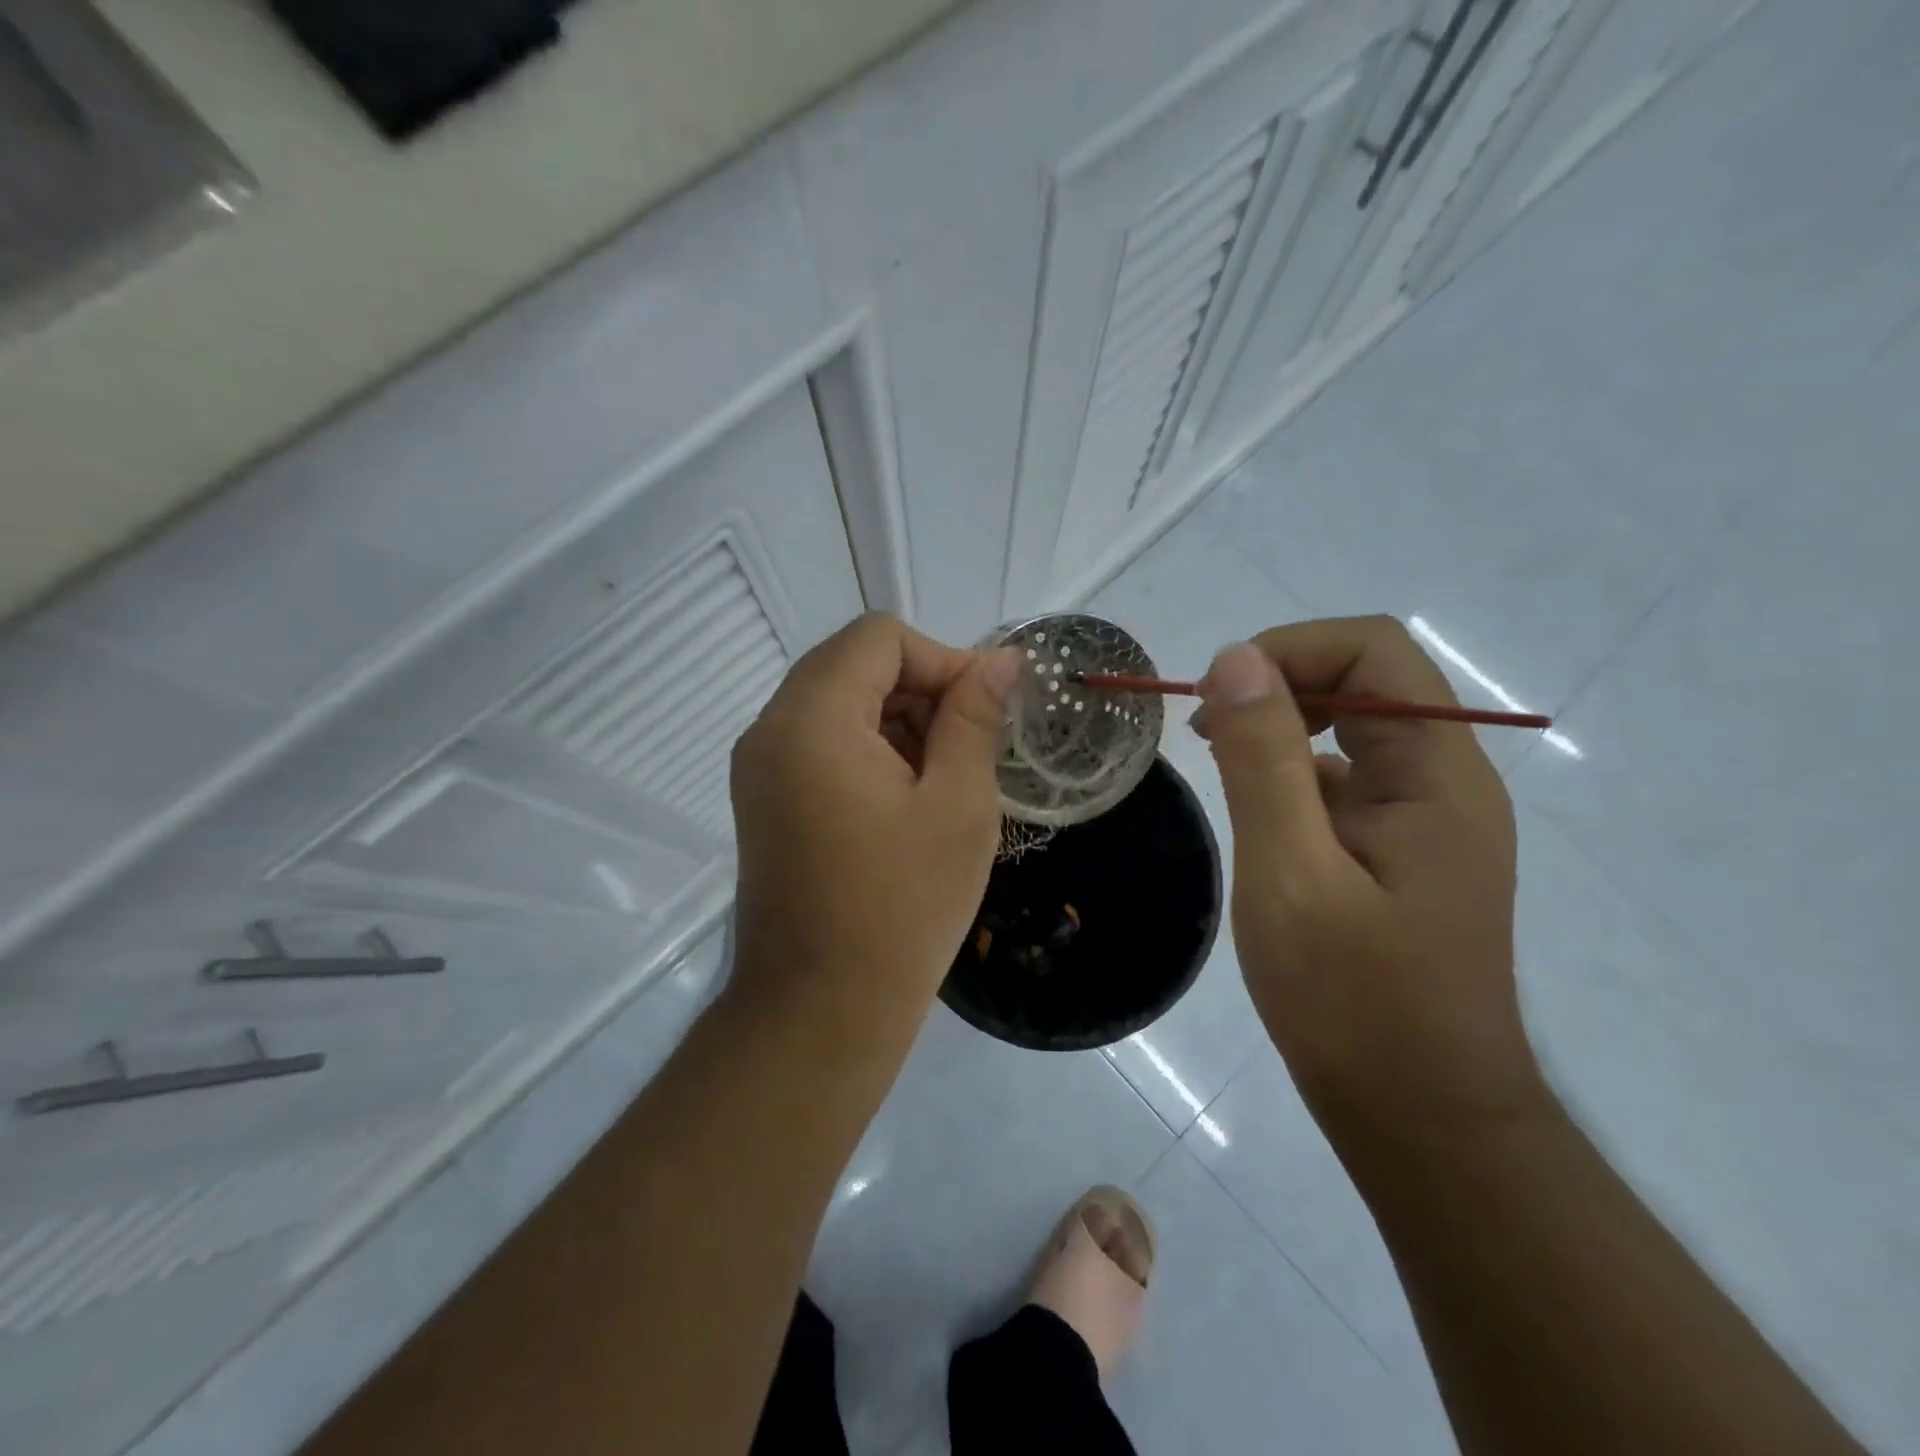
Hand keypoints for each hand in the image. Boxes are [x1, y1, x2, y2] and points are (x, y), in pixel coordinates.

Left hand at [728, 613, 1020, 1032]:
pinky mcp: (764, 800)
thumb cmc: (901, 907)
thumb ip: (975, 718)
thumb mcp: (958, 805)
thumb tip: (1000, 661)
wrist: (820, 1012)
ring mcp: (759, 767)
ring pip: (837, 703)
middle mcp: (770, 729)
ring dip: (897, 722)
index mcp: (812, 719)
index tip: (983, 712)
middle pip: (853, 664)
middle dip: (921, 691)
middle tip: (969, 750)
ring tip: (942, 783)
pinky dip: (868, 750)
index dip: (942, 659)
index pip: (879, 638)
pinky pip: (820, 743)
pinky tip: (905, 803)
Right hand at [1191, 617, 1547, 1142]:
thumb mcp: (1289, 872)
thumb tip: (1237, 657)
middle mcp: (1446, 780)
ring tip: (1218, 756)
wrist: (1419, 1116)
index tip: (1219, 698)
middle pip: (1368, 679)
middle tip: (1208, 728)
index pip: (1375, 649)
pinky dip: (1293, 770)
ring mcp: (1427, 817)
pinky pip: (1347, 778)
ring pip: (1355, 727)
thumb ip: (1264, 759)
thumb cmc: (1352, 1001)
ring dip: (1283, 724)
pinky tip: (1253, 809)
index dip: (1291, 649)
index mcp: (1437, 774)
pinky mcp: (1401, 850)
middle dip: (1281, 683)